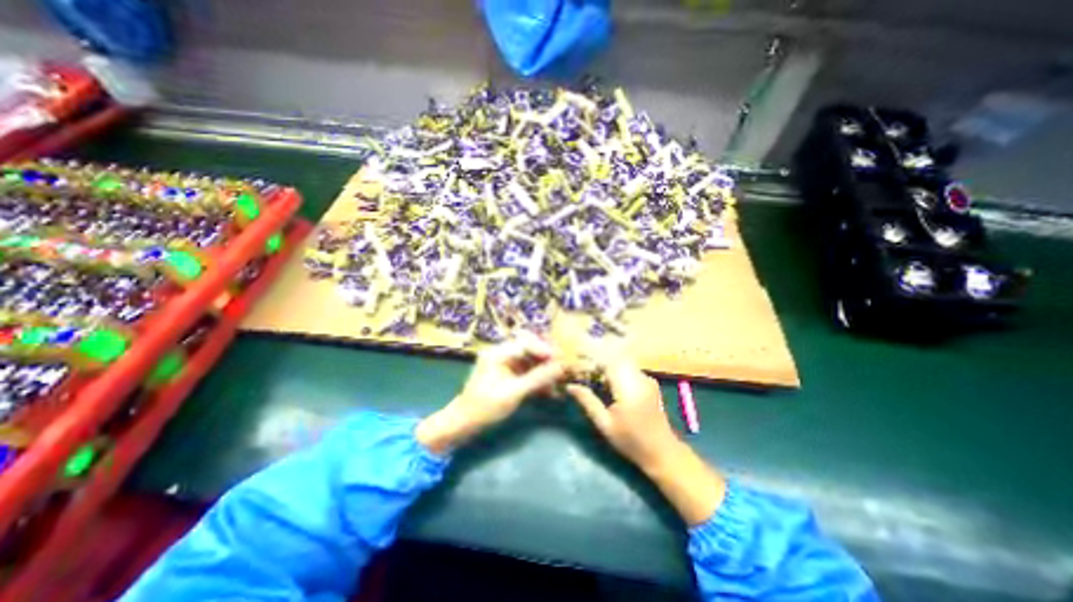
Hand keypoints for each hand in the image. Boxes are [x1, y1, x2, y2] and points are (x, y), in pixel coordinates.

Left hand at [416, 332, 569, 452]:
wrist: (464, 423)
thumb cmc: (485, 407)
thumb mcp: (513, 393)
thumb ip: (537, 378)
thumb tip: (561, 367)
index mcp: (498, 353)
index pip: (526, 343)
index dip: (544, 350)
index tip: (561, 361)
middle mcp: (503, 353)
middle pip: (530, 349)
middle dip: (547, 359)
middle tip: (563, 370)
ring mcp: (506, 364)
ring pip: (531, 361)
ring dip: (545, 371)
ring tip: (558, 384)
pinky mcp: (509, 375)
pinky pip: (528, 372)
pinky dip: (538, 380)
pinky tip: (549, 392)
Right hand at [566, 352, 723, 525]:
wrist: (662, 452)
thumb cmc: (631, 441)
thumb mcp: (605, 424)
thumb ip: (588, 401)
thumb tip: (570, 386)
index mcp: (628, 388)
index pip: (608, 361)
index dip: (590, 357)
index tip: (576, 361)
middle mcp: (639, 377)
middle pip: (614, 356)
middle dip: (597, 359)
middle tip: (582, 368)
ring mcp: (646, 378)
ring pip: (622, 360)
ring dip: (605, 363)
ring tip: (591, 374)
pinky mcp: (648, 381)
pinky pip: (628, 367)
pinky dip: (615, 369)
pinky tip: (606, 381)